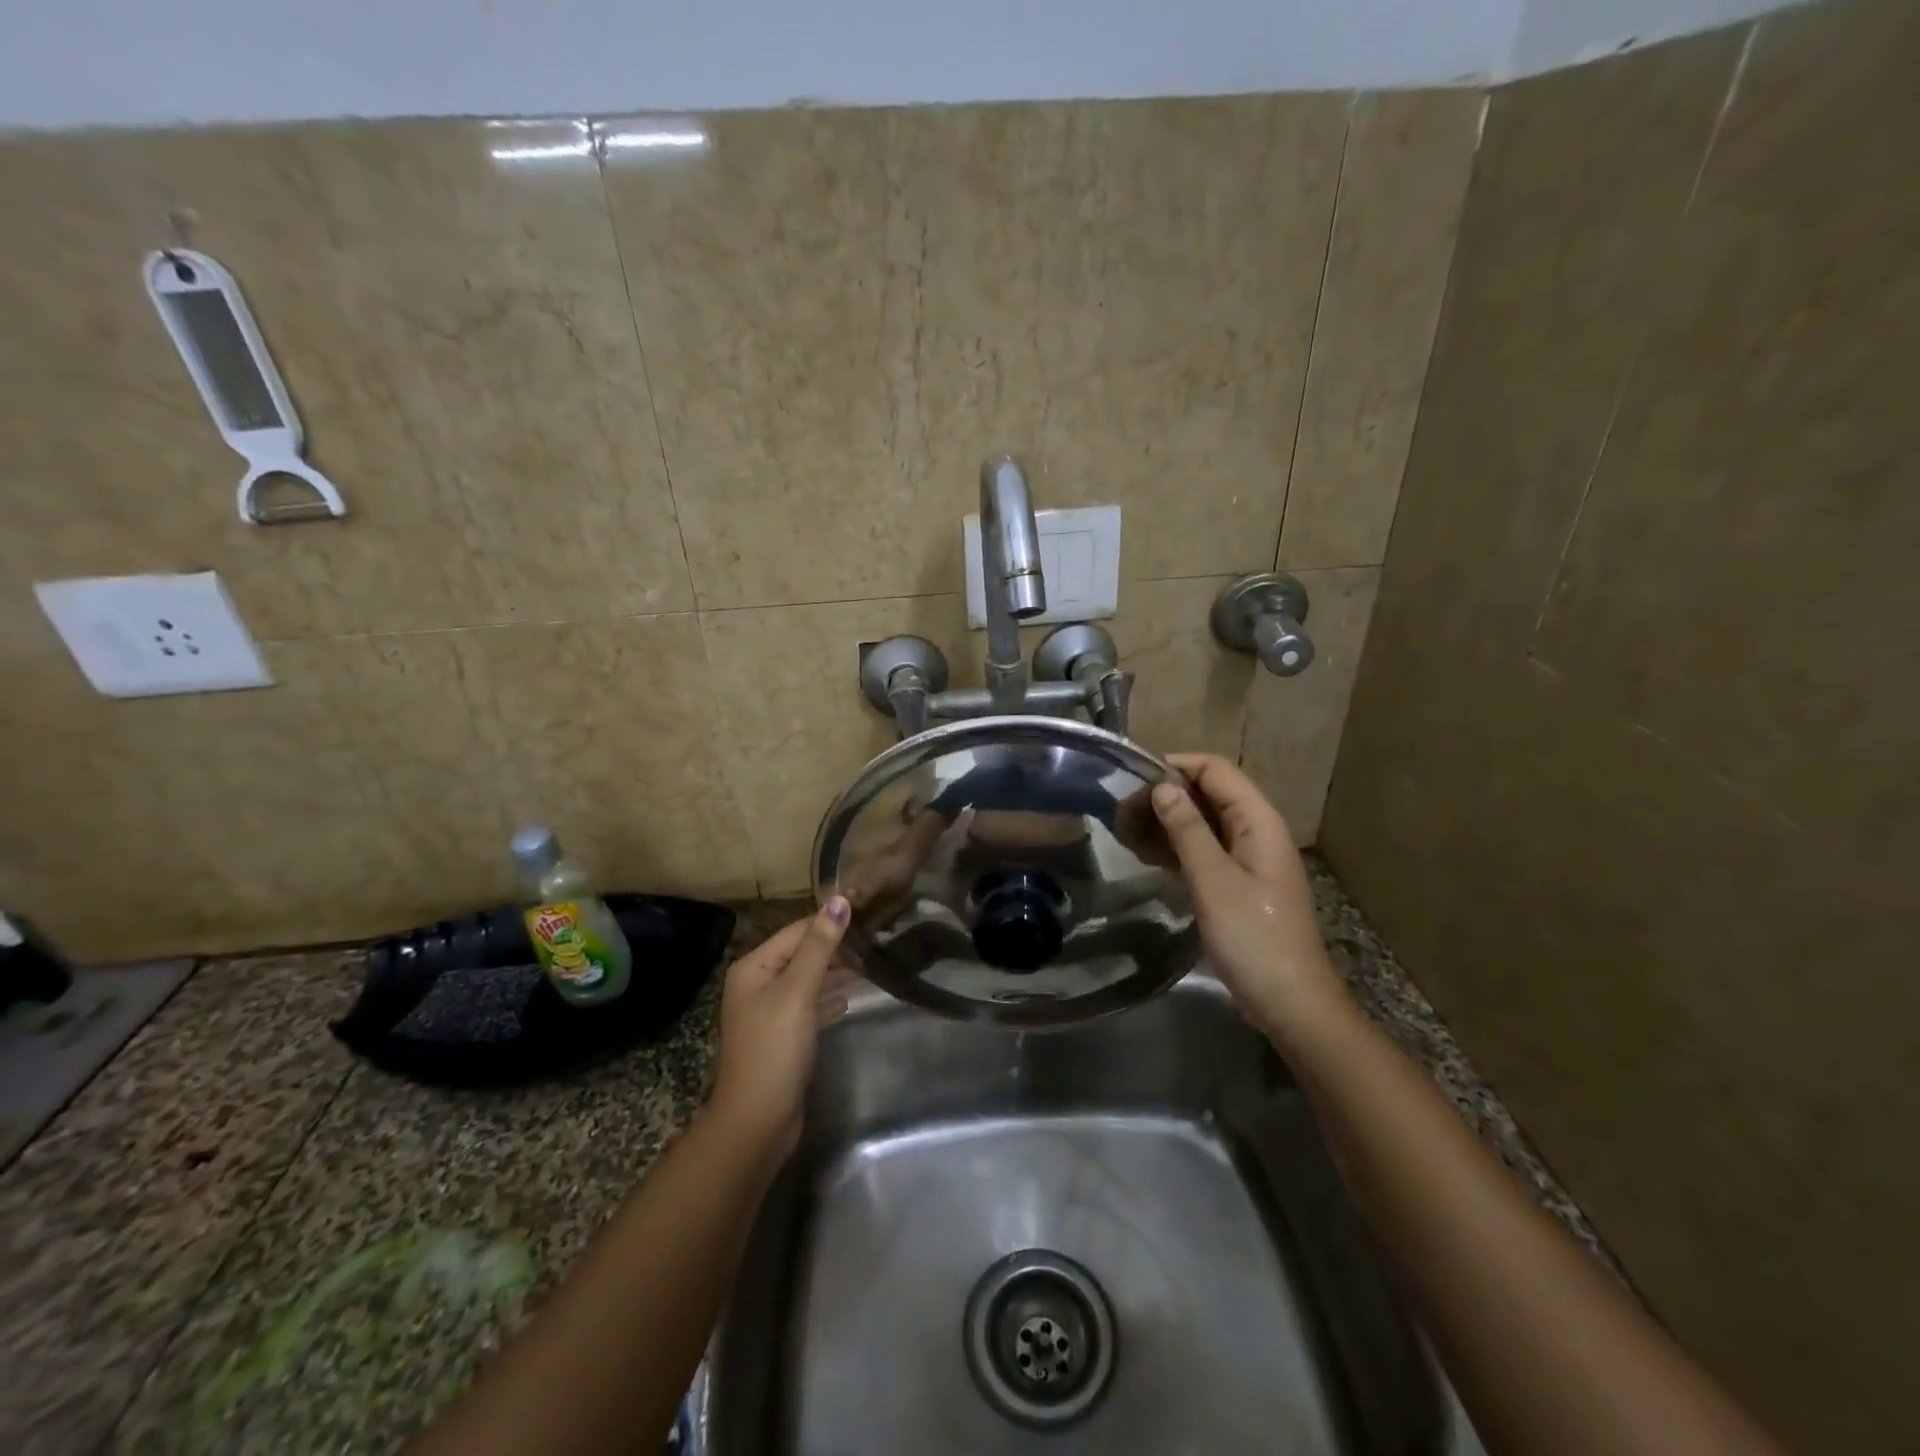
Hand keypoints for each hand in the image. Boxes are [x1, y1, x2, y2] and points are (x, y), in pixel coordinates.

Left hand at [710, 898, 854, 1154]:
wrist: (758, 1121)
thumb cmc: (776, 1048)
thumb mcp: (799, 991)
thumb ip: (820, 945)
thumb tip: (839, 899)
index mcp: (754, 967)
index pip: (798, 931)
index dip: (831, 923)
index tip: (870, 917)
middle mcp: (757, 983)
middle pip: (802, 954)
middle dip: (835, 948)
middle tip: (875, 943)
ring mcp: (768, 1011)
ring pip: (807, 980)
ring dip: (835, 972)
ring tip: (868, 966)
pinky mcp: (782, 1035)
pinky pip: (808, 1005)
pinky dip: (827, 998)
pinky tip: (848, 998)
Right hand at [1149, 753, 1345, 1037]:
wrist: (1290, 1003)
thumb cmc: (1253, 939)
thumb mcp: (1214, 881)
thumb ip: (1188, 829)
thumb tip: (1163, 786)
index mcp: (1259, 822)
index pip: (1216, 770)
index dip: (1176, 766)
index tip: (1133, 780)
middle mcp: (1256, 831)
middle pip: (1209, 793)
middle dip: (1167, 795)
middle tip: (1123, 813)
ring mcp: (1248, 858)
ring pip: (1204, 822)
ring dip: (1168, 821)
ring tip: (1127, 832)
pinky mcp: (1238, 882)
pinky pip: (1205, 849)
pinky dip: (1177, 847)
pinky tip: (1147, 856)